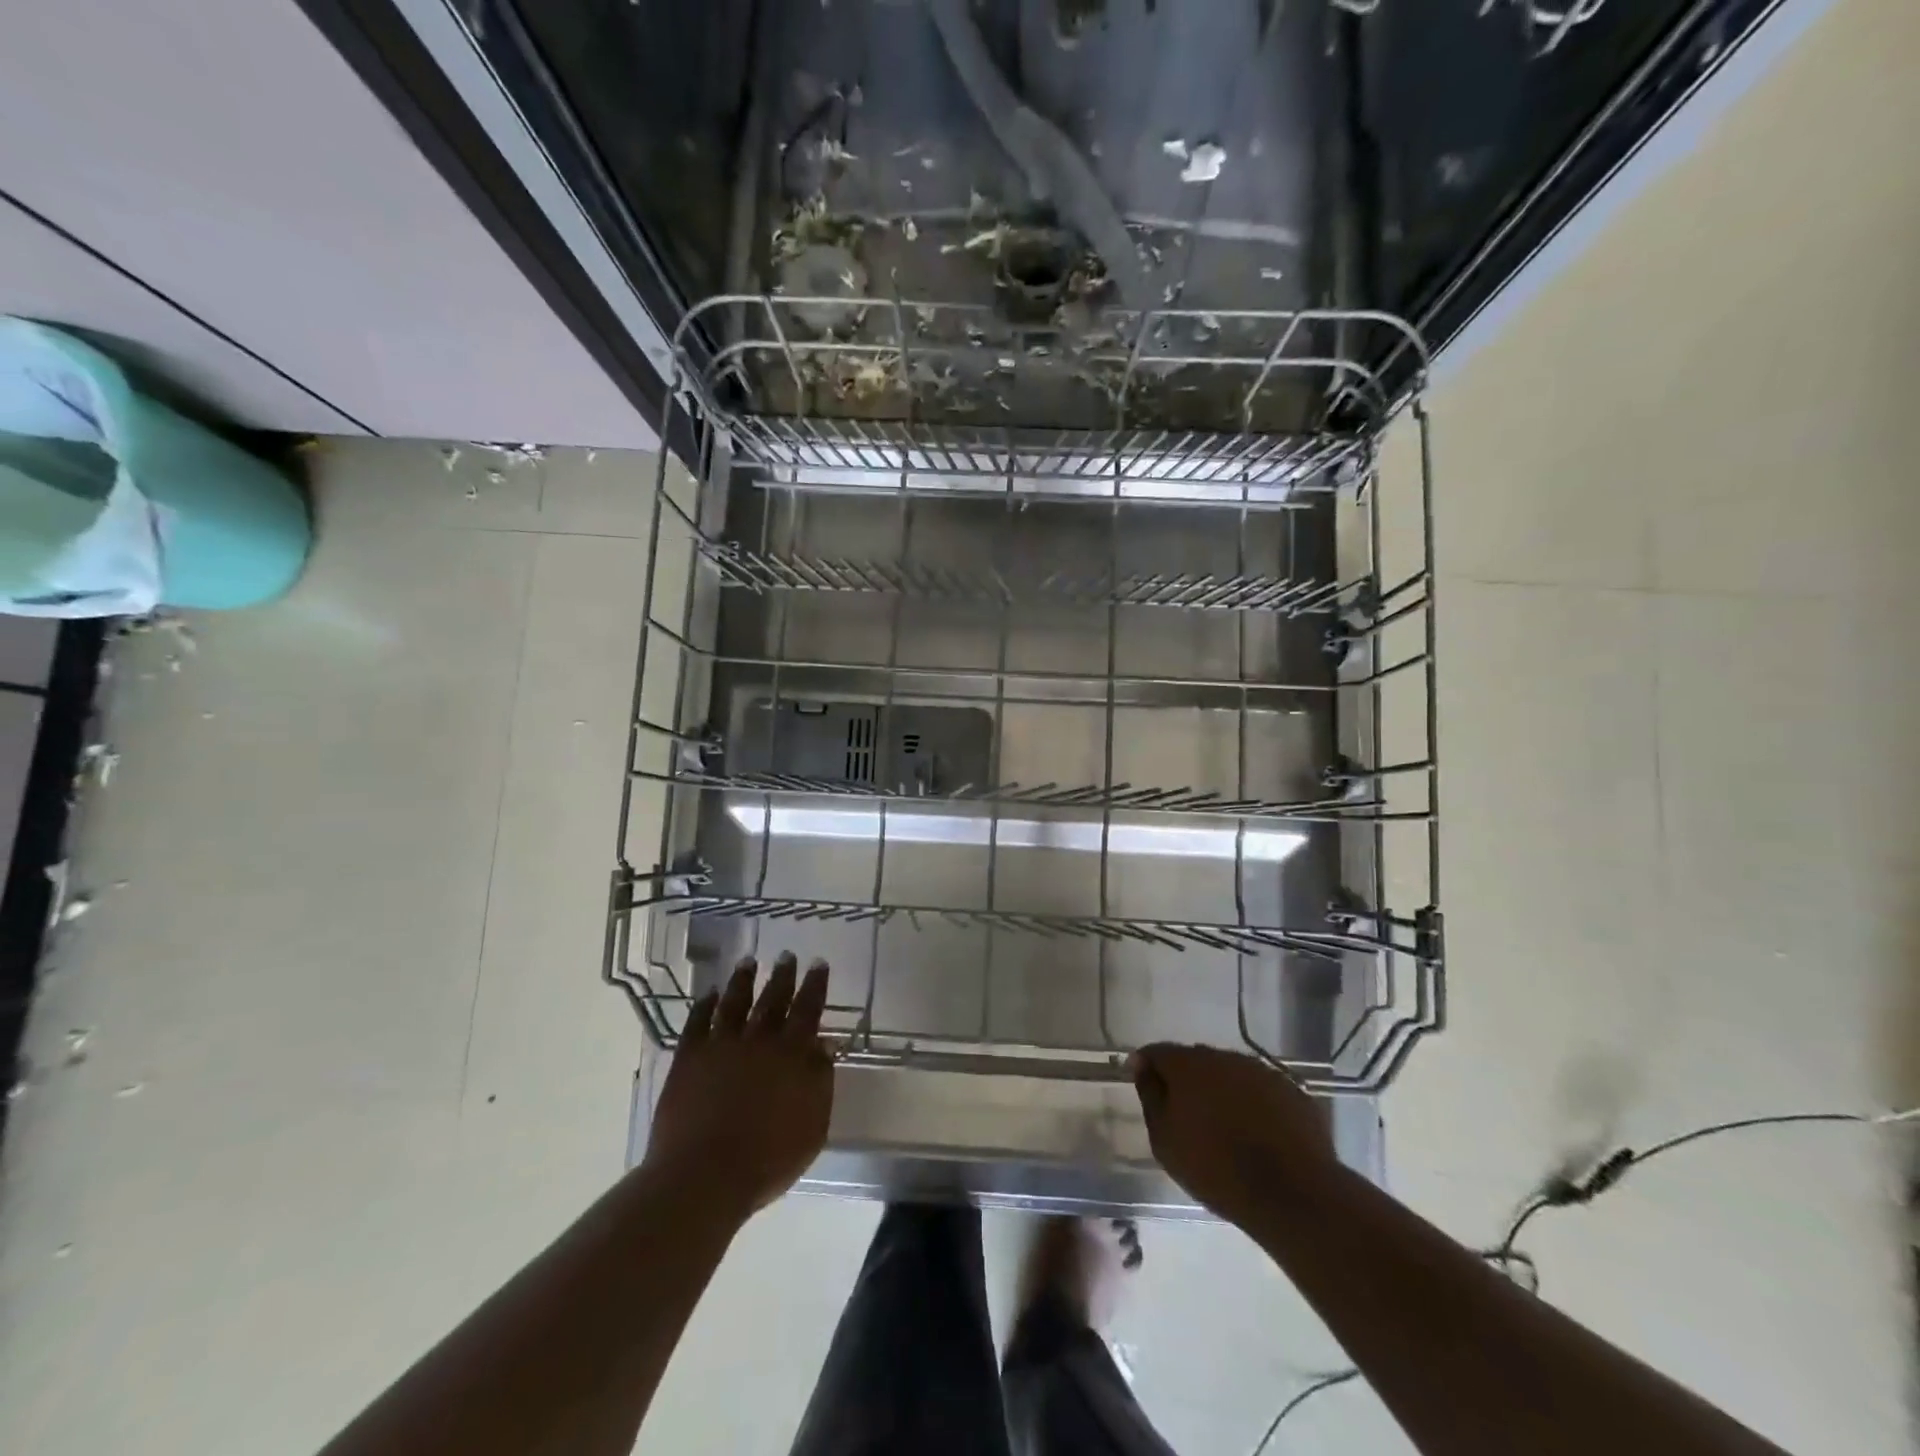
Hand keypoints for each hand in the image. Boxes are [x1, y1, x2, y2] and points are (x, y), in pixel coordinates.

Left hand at [644, 952, 833, 1223]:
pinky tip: (708, 994)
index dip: (815, 985)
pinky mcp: (688, 1058)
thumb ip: (821, 1081)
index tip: (818, 963)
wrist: (705, 1176)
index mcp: (792, 1054)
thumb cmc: (768, 1159)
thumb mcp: (813, 1126)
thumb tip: (823, 1045)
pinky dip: (704, 1005)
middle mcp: (758, 1040)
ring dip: (742, 980)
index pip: (808, 1009)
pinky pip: (697, 1022)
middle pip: (773, 999)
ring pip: (734, 1002)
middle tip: (786, 955)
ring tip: (747, 962)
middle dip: (782, 975)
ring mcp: (720, 1046)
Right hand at [1128, 1043, 1339, 1229]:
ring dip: (1221, 1089)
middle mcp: (1224, 1057)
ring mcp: (1261, 1071)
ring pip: (1230, 1073)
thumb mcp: (1165, 1141)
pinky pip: (1261, 1090)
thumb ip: (1150, 1097)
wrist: (1292, 1194)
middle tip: (1185, 1111)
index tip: (1142, 1081)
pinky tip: (1255, 1132)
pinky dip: (1252, 1103)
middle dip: (1187, 1078)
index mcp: (1188, 1065)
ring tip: (1223, 1124)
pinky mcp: (1292, 1091)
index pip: (1157, 1052)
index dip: (1146, 1065)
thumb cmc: (1217, 1169)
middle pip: (1196, 1060)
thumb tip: (1142, 1067)